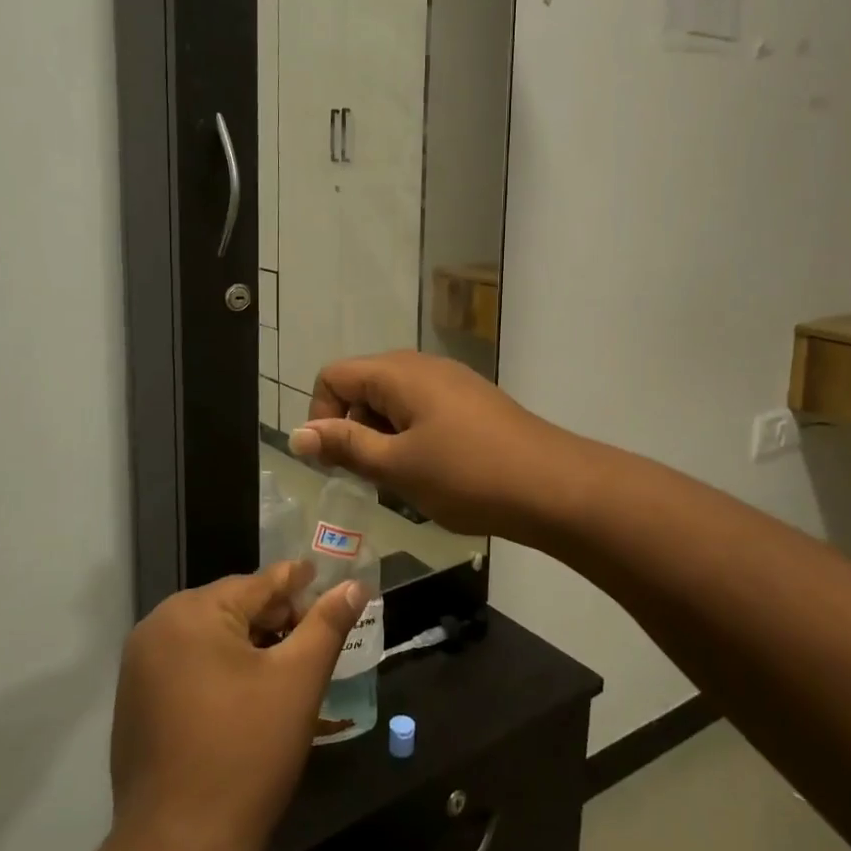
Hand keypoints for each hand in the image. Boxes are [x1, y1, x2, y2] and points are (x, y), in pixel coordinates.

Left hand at [110, 562, 364, 850]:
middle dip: (275, 619)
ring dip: (250, 645)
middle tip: (314, 639)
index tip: (327, 582)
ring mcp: (139, 667)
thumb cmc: (246, 753)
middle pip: (232, 607)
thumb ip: (328, 624)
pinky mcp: (134, 703)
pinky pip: (188, 666)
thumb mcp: (298, 680)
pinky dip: (220, 670)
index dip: (299, 584)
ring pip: (210, 638)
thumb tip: (354, 585)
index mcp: (192, 612)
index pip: (259, 584)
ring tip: (288, 667)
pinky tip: (248, 697)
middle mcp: (157, 627)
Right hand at [289, 351, 583, 539]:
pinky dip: (412, 435)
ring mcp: (450, 381)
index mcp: (397, 372)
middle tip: (371, 475)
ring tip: (404, 478)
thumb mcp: (397, 465)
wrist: (552, 485)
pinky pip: (422, 409)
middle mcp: (421, 365)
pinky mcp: (471, 400)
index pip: (333, 376)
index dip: (322, 417)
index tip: (337, 461)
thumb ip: (345, 446)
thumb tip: (298, 434)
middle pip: (363, 385)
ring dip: (383, 436)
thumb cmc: (467, 475)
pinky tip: (433, 470)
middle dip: (353, 428)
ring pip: (393, 400)